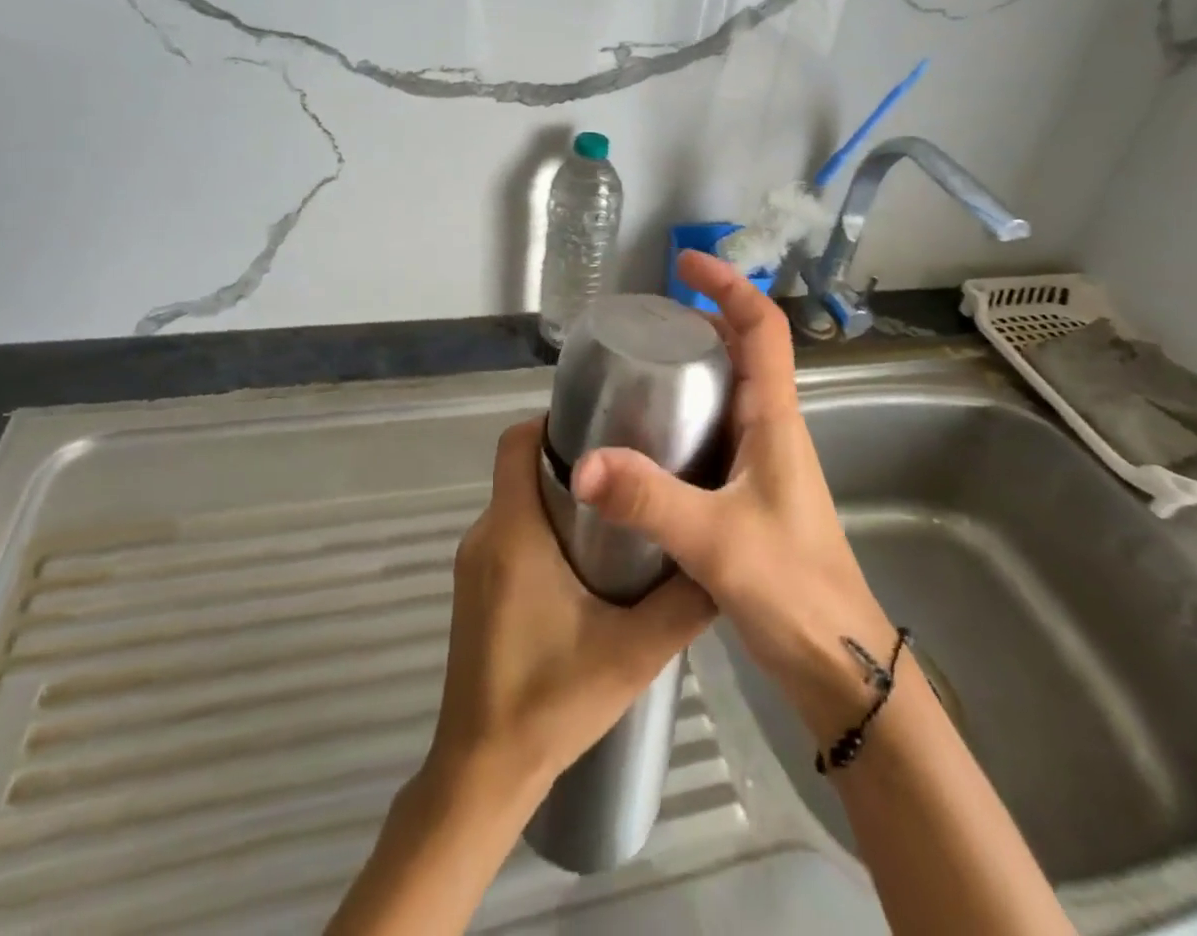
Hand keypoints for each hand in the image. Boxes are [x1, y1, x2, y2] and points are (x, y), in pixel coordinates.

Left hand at [428, 418, 714, 801]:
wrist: (482, 774)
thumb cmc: (552, 700)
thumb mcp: (634, 651)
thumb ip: (684, 602)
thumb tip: (722, 558)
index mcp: (513, 530)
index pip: (517, 442)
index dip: (553, 422)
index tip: (604, 426)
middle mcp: (485, 535)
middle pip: (521, 469)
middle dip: (572, 461)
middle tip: (629, 470)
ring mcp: (473, 565)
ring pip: (517, 503)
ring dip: (560, 498)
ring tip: (618, 513)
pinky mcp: (474, 591)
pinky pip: (509, 536)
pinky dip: (543, 530)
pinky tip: (586, 564)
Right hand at [571, 250, 894, 741]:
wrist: (838, 663)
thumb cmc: (793, 590)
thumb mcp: (715, 539)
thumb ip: (648, 500)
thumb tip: (583, 463)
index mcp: (775, 418)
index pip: (762, 328)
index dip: (729, 286)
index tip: (685, 265)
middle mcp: (773, 428)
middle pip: (744, 350)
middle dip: (702, 319)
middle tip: (645, 321)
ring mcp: (764, 460)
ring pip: (730, 390)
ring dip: (694, 365)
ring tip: (638, 367)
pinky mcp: (751, 491)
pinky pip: (718, 430)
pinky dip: (688, 413)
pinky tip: (648, 437)